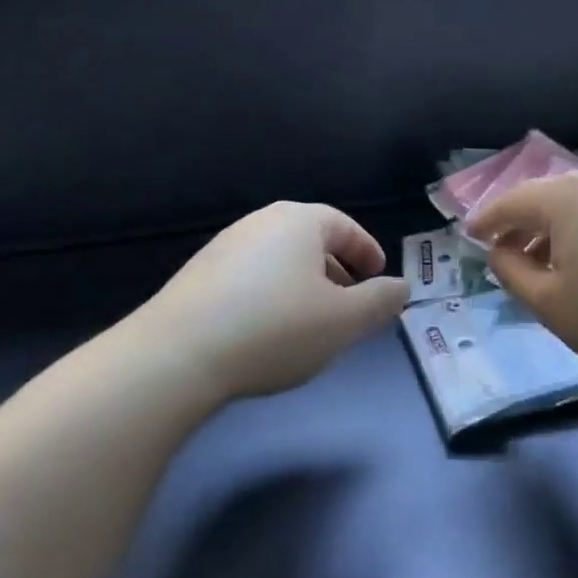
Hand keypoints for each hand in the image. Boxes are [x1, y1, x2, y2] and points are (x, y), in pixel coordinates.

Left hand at [135, 202, 409, 401]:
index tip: (379, 278)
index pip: (345, 226)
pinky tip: (267, 332)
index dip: (367, 251)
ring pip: (280, 261)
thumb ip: (380, 302)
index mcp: (299, 221)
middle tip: (350, 305)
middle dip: (337, 272)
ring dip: (303, 286)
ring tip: (311, 323)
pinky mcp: (198, 276)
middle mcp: (261, 223)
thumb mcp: (344, 321)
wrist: (176, 356)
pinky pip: (251, 277)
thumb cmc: (274, 328)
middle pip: (311, 241)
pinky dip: (271, 296)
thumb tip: (401, 287)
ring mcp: (224, 247)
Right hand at [468, 169, 577, 387]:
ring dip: (555, 228)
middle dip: (522, 224)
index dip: (486, 220)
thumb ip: (512, 272)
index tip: (469, 237)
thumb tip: (500, 250)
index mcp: (566, 196)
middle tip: (505, 253)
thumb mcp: (551, 304)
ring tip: (547, 263)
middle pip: (546, 197)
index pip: (511, 201)